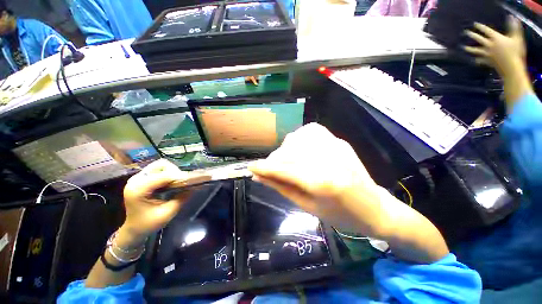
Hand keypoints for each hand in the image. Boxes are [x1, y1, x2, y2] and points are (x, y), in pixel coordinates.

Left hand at [119, 159, 197, 246]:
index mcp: (139, 189)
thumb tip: (195, 187)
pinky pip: (157, 169)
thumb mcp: (167, 213)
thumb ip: (181, 199)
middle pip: (161, 165)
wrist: (133, 229)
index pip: (163, 176)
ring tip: (176, 182)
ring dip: (171, 171)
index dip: (179, 176)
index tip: (191, 181)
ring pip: (160, 165)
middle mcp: (136, 180)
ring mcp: (137, 178)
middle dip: (175, 171)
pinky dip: (167, 173)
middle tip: (181, 182)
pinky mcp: (141, 178)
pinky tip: (170, 182)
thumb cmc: (148, 224)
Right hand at [250, 123, 448, 262]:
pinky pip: (311, 131)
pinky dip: (298, 138)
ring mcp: (336, 146)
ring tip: (284, 160)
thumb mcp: (308, 207)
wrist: (374, 208)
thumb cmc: (341, 216)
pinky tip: (298, 149)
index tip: (251, 167)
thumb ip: (282, 187)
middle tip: (267, 168)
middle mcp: (329, 159)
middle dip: (273, 160)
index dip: (265, 167)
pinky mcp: (339, 140)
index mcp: (323, 183)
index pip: (285, 169)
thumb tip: (260, 176)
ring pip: (298, 138)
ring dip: (285, 149)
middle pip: (290, 152)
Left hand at [464, 16, 525, 74]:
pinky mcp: (488, 61)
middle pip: (479, 39)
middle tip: (465, 32)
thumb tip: (511, 17)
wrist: (512, 67)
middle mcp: (489, 45)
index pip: (486, 30)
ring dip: (469, 49)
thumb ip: (514, 27)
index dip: (480, 27)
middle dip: (472, 35)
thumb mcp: (517, 37)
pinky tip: (474, 60)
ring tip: (464, 48)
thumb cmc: (516, 51)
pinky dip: (477, 60)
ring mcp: (487, 54)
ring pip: (476, 50)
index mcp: (496, 38)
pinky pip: (480, 61)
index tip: (474, 24)